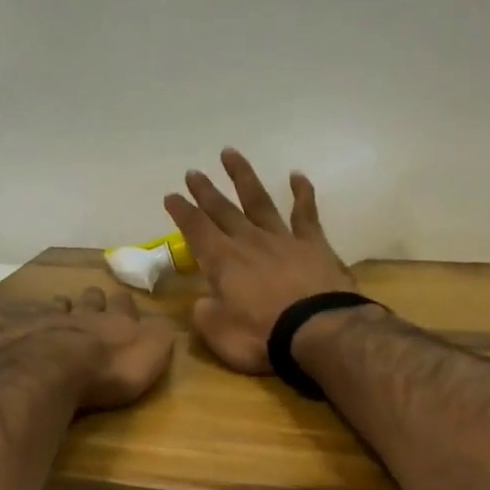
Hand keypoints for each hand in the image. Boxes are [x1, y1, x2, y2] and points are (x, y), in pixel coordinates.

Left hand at [0, 287, 175, 411]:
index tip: (124, 301)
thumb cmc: (109, 369)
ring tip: (57, 305)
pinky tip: (0, 320)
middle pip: (88, 301)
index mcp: (113, 320)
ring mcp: (43, 321)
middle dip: (91, 300)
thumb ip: (158, 336)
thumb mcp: (151, 355)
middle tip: (91, 298)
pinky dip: (5, 322)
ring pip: (52, 307)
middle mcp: (79, 314)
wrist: (56, 372)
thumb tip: (162, 321)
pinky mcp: (12, 336)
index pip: (123, 305)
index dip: (124, 304)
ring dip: (56, 307)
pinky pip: (5, 323)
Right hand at [163, 149, 358, 373]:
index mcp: (222, 261)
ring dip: (243, 177)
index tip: (171, 196)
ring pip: (258, 200)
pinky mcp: (313, 244)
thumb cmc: (260, 335)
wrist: (317, 330)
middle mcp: (248, 242)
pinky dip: (301, 193)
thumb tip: (202, 301)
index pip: (195, 230)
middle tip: (194, 172)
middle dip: (206, 191)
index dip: (182, 212)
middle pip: (223, 210)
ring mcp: (282, 239)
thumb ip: (204, 313)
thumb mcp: (217, 333)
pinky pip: (305, 213)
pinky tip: (296, 176)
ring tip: (231, 154)